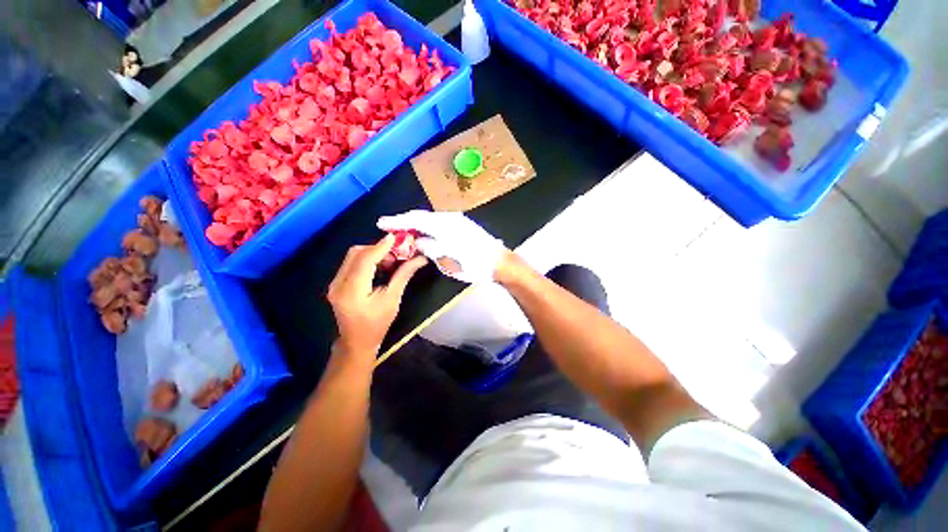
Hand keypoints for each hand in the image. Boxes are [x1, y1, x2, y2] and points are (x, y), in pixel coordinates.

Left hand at [327, 235, 427, 358]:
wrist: (356, 342)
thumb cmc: (377, 324)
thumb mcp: (393, 300)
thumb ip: (403, 275)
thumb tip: (420, 259)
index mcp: (352, 291)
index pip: (365, 260)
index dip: (380, 246)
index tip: (395, 237)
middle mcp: (339, 284)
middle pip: (356, 254)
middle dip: (377, 248)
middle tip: (396, 252)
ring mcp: (335, 283)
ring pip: (352, 257)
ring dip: (372, 253)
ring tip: (390, 260)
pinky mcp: (336, 283)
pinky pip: (351, 263)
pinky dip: (366, 260)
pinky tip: (380, 266)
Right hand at [377, 210, 506, 283]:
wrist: (499, 262)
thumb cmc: (472, 264)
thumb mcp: (446, 260)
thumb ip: (429, 248)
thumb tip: (418, 241)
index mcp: (443, 225)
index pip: (415, 220)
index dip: (397, 221)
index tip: (381, 223)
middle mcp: (449, 217)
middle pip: (422, 217)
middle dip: (405, 222)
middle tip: (391, 229)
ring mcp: (457, 220)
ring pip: (431, 219)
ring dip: (417, 225)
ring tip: (405, 232)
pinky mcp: (463, 224)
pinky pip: (439, 223)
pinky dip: (428, 227)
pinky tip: (424, 234)